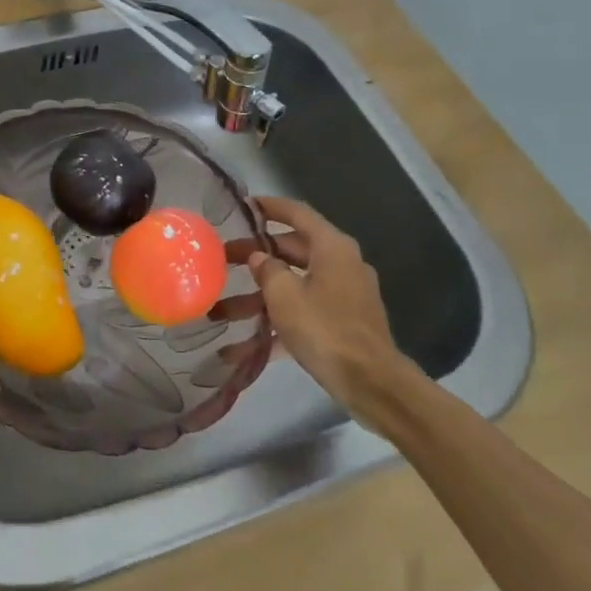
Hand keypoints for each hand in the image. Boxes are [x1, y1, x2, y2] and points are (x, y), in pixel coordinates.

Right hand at [234, 197, 417, 427]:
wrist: (371, 384)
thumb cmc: (325, 328)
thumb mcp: (284, 296)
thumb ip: (267, 270)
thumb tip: (259, 258)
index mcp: (331, 248)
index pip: (298, 214)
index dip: (270, 207)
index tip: (244, 206)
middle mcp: (340, 265)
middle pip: (291, 251)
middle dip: (254, 258)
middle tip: (222, 261)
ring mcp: (342, 297)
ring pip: (293, 287)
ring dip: (257, 300)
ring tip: (219, 313)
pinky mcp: (340, 326)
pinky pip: (302, 316)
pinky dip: (274, 327)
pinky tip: (240, 349)